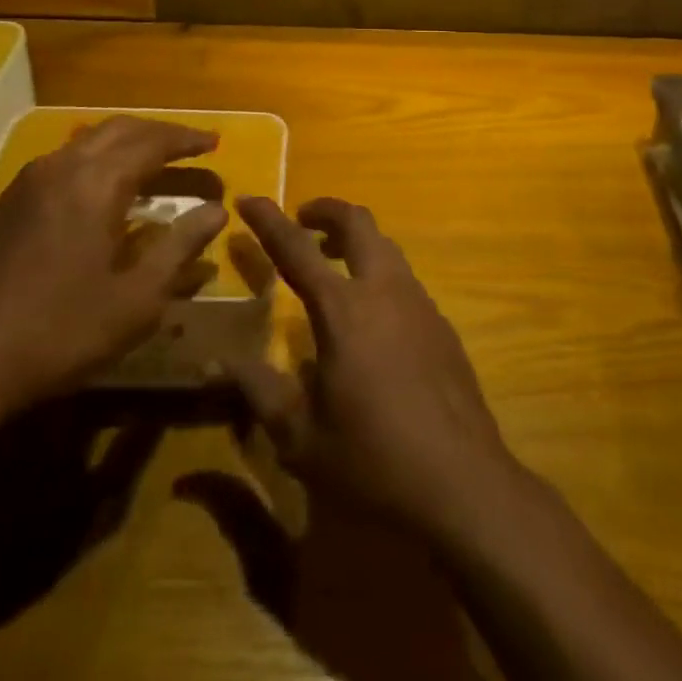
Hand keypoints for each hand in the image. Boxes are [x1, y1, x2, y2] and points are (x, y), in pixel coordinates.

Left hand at [0, 117, 227, 412]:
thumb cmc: (63, 330)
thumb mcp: (138, 297)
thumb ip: (181, 246)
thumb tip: (217, 211)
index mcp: (97, 182)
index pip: (153, 142)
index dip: (187, 140)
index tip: (215, 143)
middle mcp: (63, 166)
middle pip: (120, 129)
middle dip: (159, 133)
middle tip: (190, 147)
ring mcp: (29, 182)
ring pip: (88, 141)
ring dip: (127, 143)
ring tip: (153, 162)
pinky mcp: (9, 203)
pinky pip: (64, 160)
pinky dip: (97, 159)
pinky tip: (102, 189)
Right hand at [228, 196, 522, 541]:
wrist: (463, 483)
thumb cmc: (373, 461)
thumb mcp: (301, 438)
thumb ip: (260, 391)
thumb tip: (218, 362)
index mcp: (343, 310)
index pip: (296, 248)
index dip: (268, 220)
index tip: (248, 197)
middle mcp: (383, 290)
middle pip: (357, 222)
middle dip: (326, 211)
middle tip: (302, 220)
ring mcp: (419, 302)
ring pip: (385, 246)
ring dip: (356, 240)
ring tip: (332, 262)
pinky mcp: (441, 323)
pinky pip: (404, 278)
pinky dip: (378, 273)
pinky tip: (371, 317)